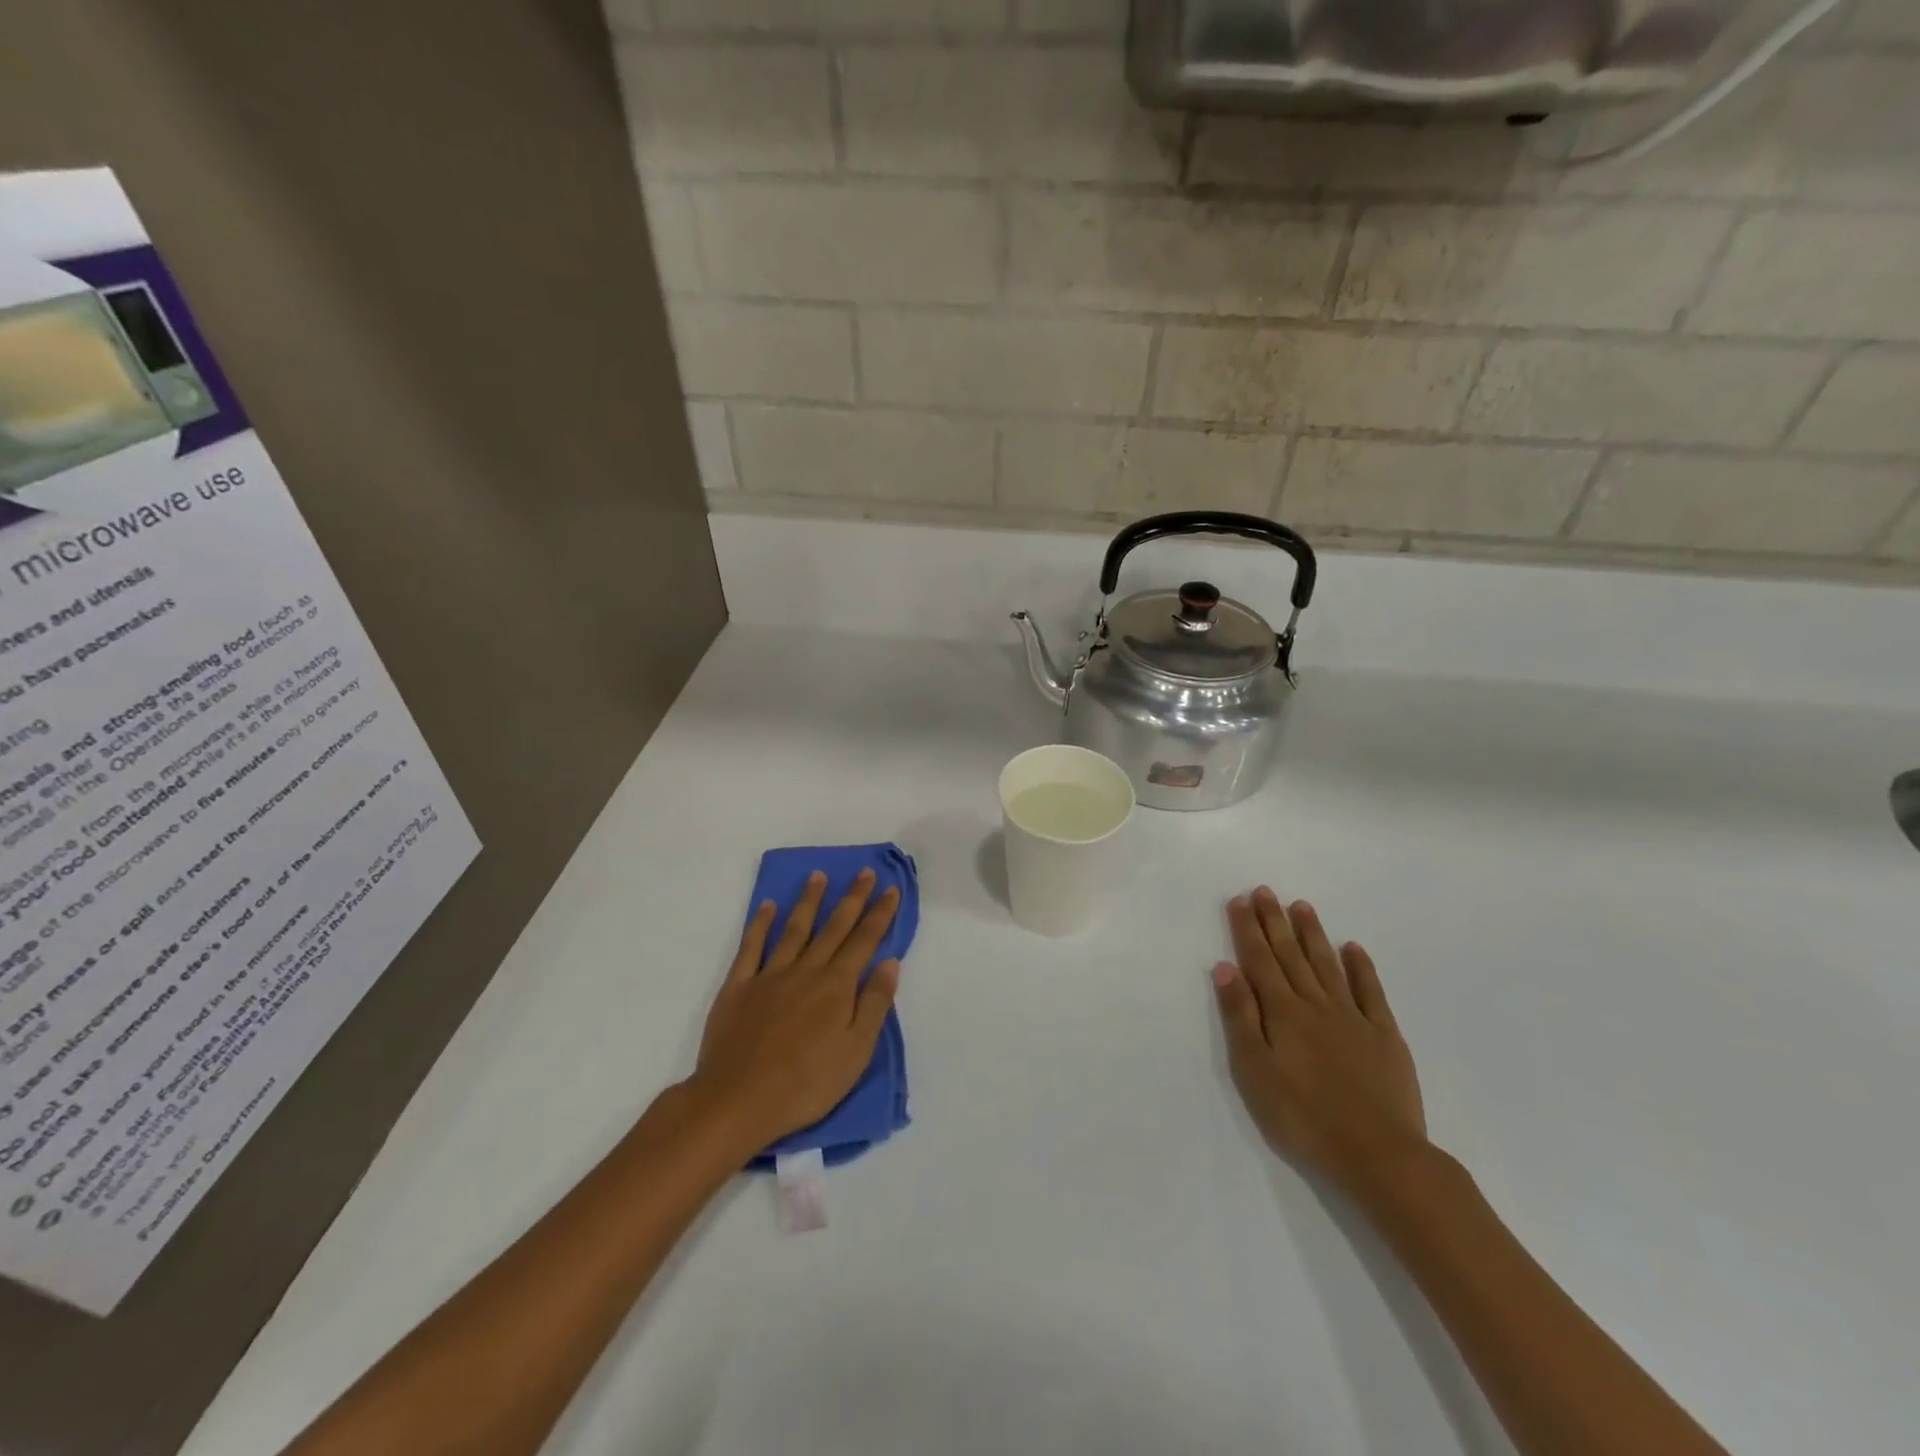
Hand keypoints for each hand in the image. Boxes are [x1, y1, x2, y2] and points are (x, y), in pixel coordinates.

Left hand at [691, 869, 900, 1152]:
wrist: (738, 1101)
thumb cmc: (806, 1083)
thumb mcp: (856, 1051)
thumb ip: (874, 1003)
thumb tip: (889, 961)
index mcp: (837, 986)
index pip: (865, 941)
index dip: (880, 914)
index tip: (890, 889)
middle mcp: (806, 970)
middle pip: (834, 927)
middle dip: (852, 898)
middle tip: (863, 872)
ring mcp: (770, 975)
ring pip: (795, 929)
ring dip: (809, 901)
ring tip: (819, 876)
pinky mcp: (738, 987)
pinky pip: (751, 947)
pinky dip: (760, 924)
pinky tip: (767, 906)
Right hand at [1211, 886, 1427, 1198]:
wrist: (1380, 1156)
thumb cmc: (1304, 1118)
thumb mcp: (1255, 1072)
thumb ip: (1240, 1017)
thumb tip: (1226, 968)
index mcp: (1282, 1013)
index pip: (1260, 961)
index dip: (1248, 930)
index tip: (1240, 900)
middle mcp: (1316, 1005)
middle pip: (1291, 955)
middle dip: (1275, 921)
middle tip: (1265, 890)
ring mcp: (1353, 1018)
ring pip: (1327, 965)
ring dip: (1312, 934)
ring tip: (1301, 906)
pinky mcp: (1384, 1036)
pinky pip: (1370, 992)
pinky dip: (1361, 967)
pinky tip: (1353, 948)